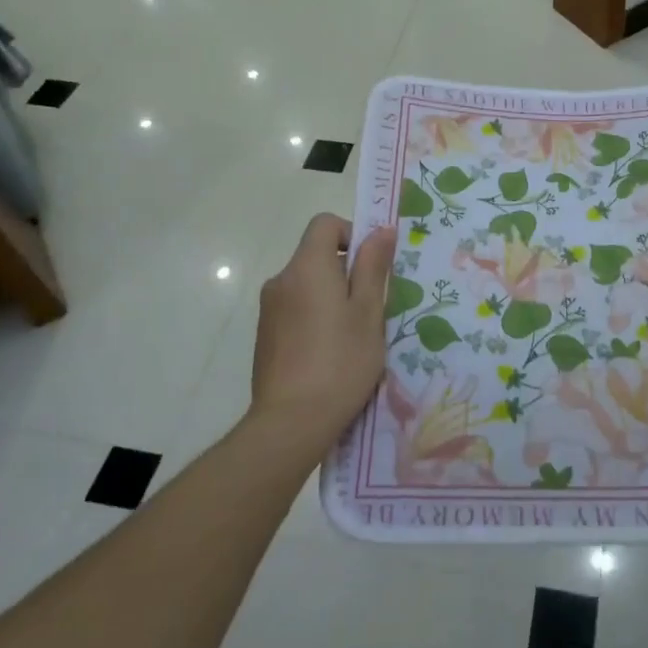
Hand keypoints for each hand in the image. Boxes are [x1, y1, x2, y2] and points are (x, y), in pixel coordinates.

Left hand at [249, 214, 395, 452]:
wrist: (291, 422)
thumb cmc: (340, 362)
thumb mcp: (368, 312)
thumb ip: (373, 267)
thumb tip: (381, 229)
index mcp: (306, 268)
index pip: (324, 224)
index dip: (352, 233)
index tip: (371, 265)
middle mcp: (281, 280)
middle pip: (316, 256)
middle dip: (346, 272)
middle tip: (372, 308)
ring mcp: (269, 310)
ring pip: (307, 285)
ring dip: (331, 297)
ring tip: (353, 336)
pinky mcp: (265, 336)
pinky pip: (296, 309)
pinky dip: (315, 317)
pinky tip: (330, 354)